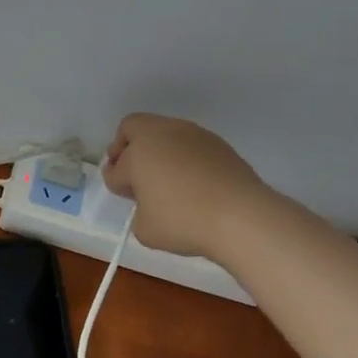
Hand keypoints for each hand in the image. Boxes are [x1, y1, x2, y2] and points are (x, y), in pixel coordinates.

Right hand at [102, 113, 271, 258]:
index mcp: (137, 153)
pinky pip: (189, 143)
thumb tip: (152, 203)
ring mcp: (191, 134)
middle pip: (133, 127)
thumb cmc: (184, 222)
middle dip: (125, 146)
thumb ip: (140, 211)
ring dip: (157, 149)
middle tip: (132, 171)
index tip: (126, 195)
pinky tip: (191, 180)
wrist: (241, 215)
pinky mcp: (216, 142)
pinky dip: (182, 155)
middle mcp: (161, 134)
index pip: (116, 168)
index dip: (116, 183)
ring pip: (163, 131)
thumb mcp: (146, 230)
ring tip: (165, 178)